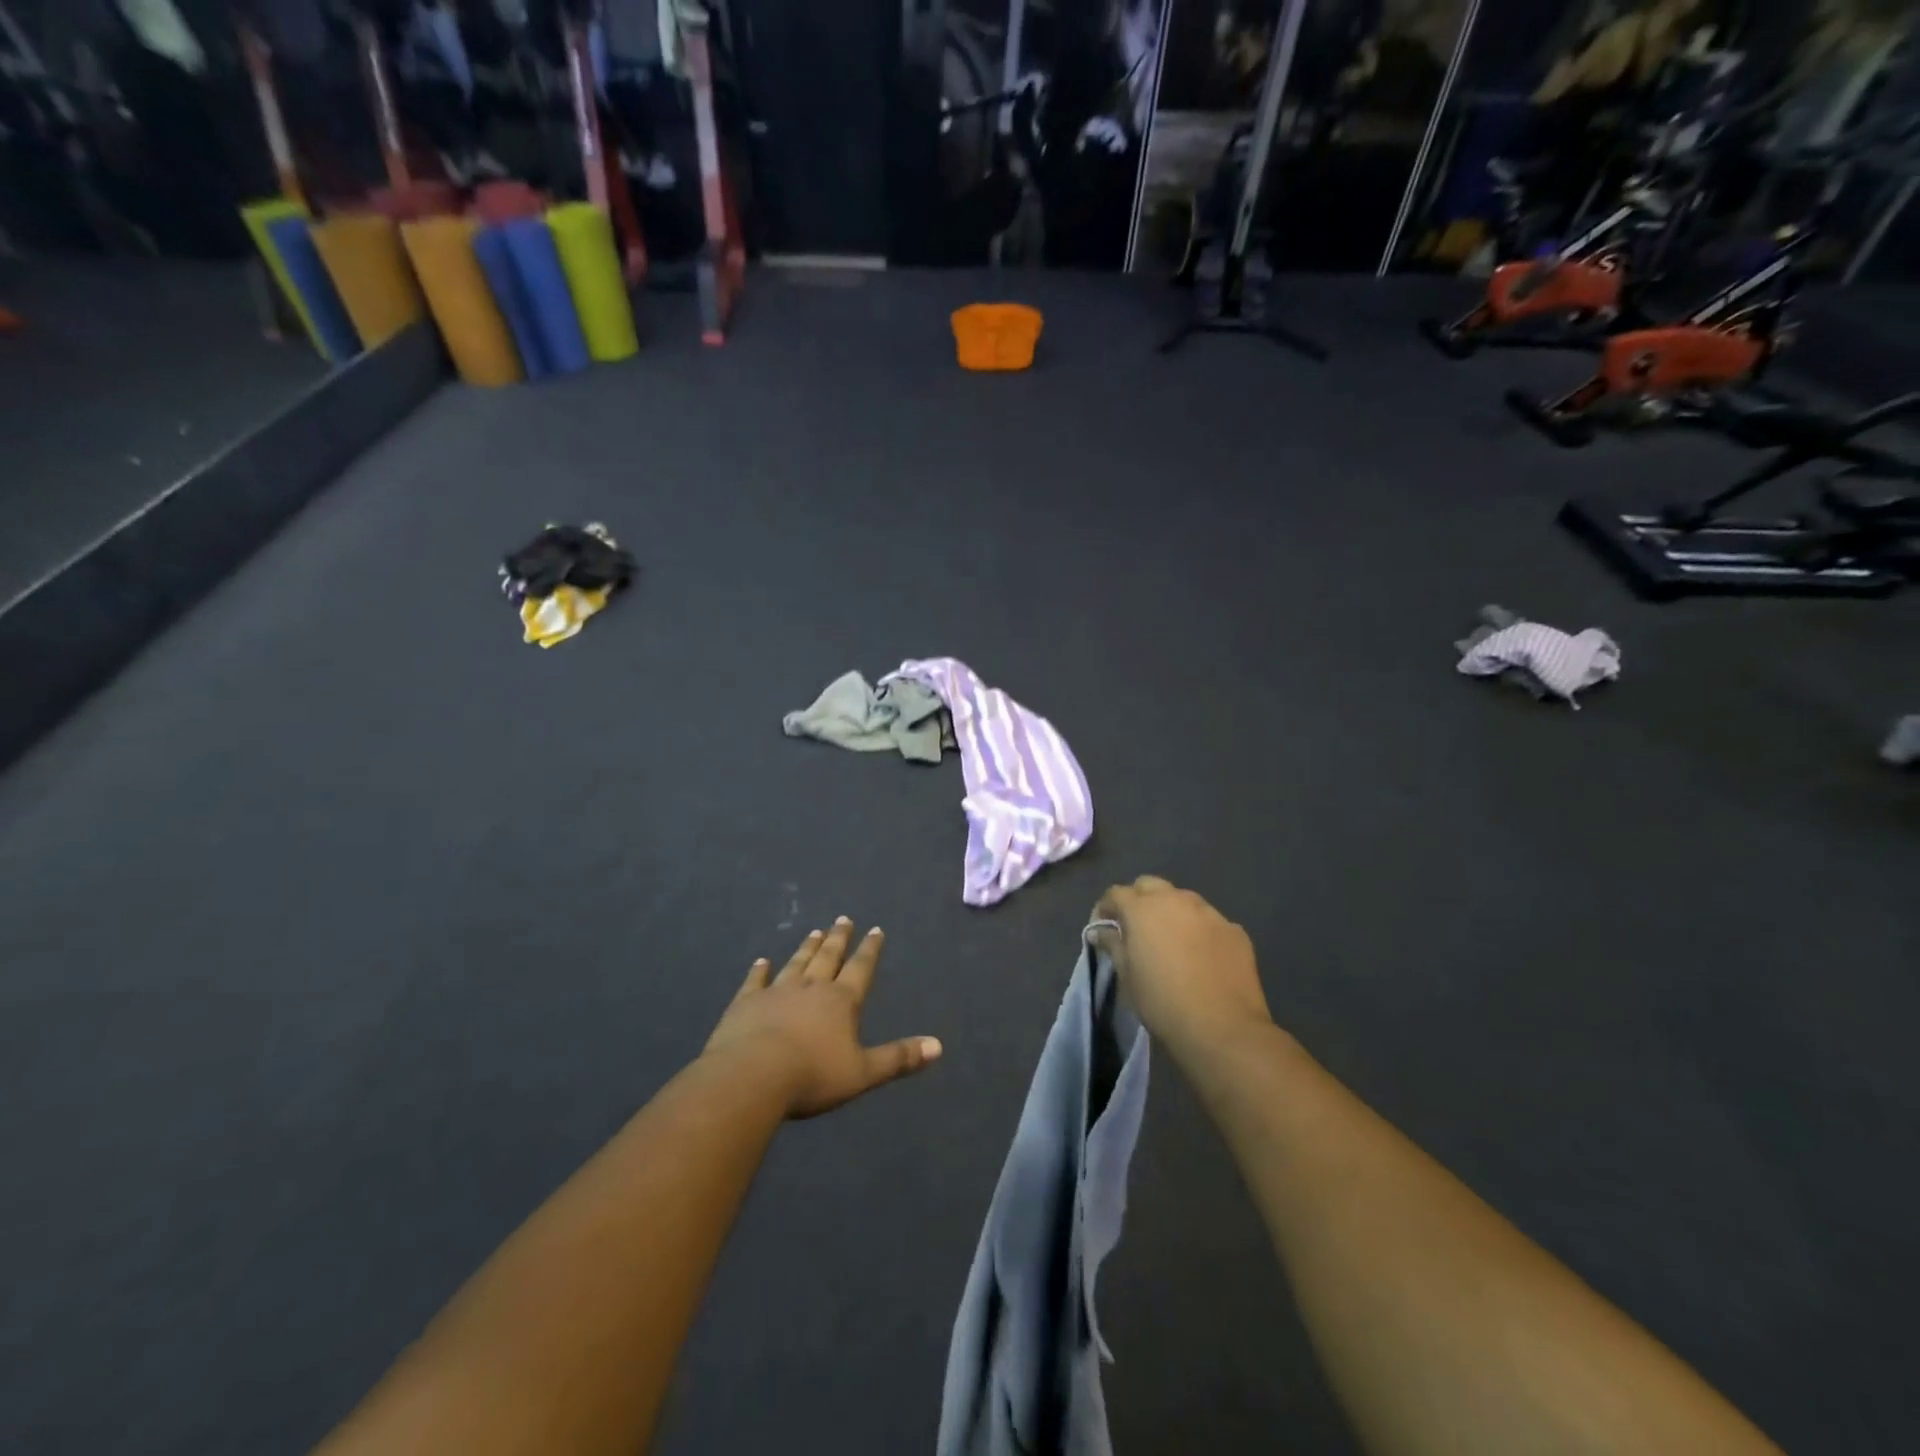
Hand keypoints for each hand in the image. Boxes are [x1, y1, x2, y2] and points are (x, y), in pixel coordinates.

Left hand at [703, 918, 942, 1118]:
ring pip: (796, 964)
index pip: (860, 969)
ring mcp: (776, 992)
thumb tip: (938, 1046)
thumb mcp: (863, 1072)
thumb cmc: (812, 1076)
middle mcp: (811, 988)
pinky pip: (755, 981)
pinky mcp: (746, 1003)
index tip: (875, 930)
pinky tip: (761, 961)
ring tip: (814, 932)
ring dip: (806, 948)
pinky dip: (759, 971)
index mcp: (841, 1001)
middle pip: (828, 958)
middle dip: (838, 939)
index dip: (869, 950)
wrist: (752, 1077)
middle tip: (843, 919)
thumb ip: (898, 1058)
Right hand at [1092, 876, 1271, 1060]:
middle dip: (1139, 900)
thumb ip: (1113, 945)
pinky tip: (1202, 956)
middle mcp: (1175, 900)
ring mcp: (1209, 913)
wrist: (1222, 1028)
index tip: (1103, 928)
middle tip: (1136, 929)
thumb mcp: (1127, 977)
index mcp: (1142, 909)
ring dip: (1171, 912)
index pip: (1115, 893)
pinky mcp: (1234, 930)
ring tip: (1171, 940)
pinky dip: (1200, 930)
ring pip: (1183, 899)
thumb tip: (1101, 931)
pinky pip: (1209, 921)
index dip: (1105, 908)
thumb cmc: (1162, 1002)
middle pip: (1150, 885)